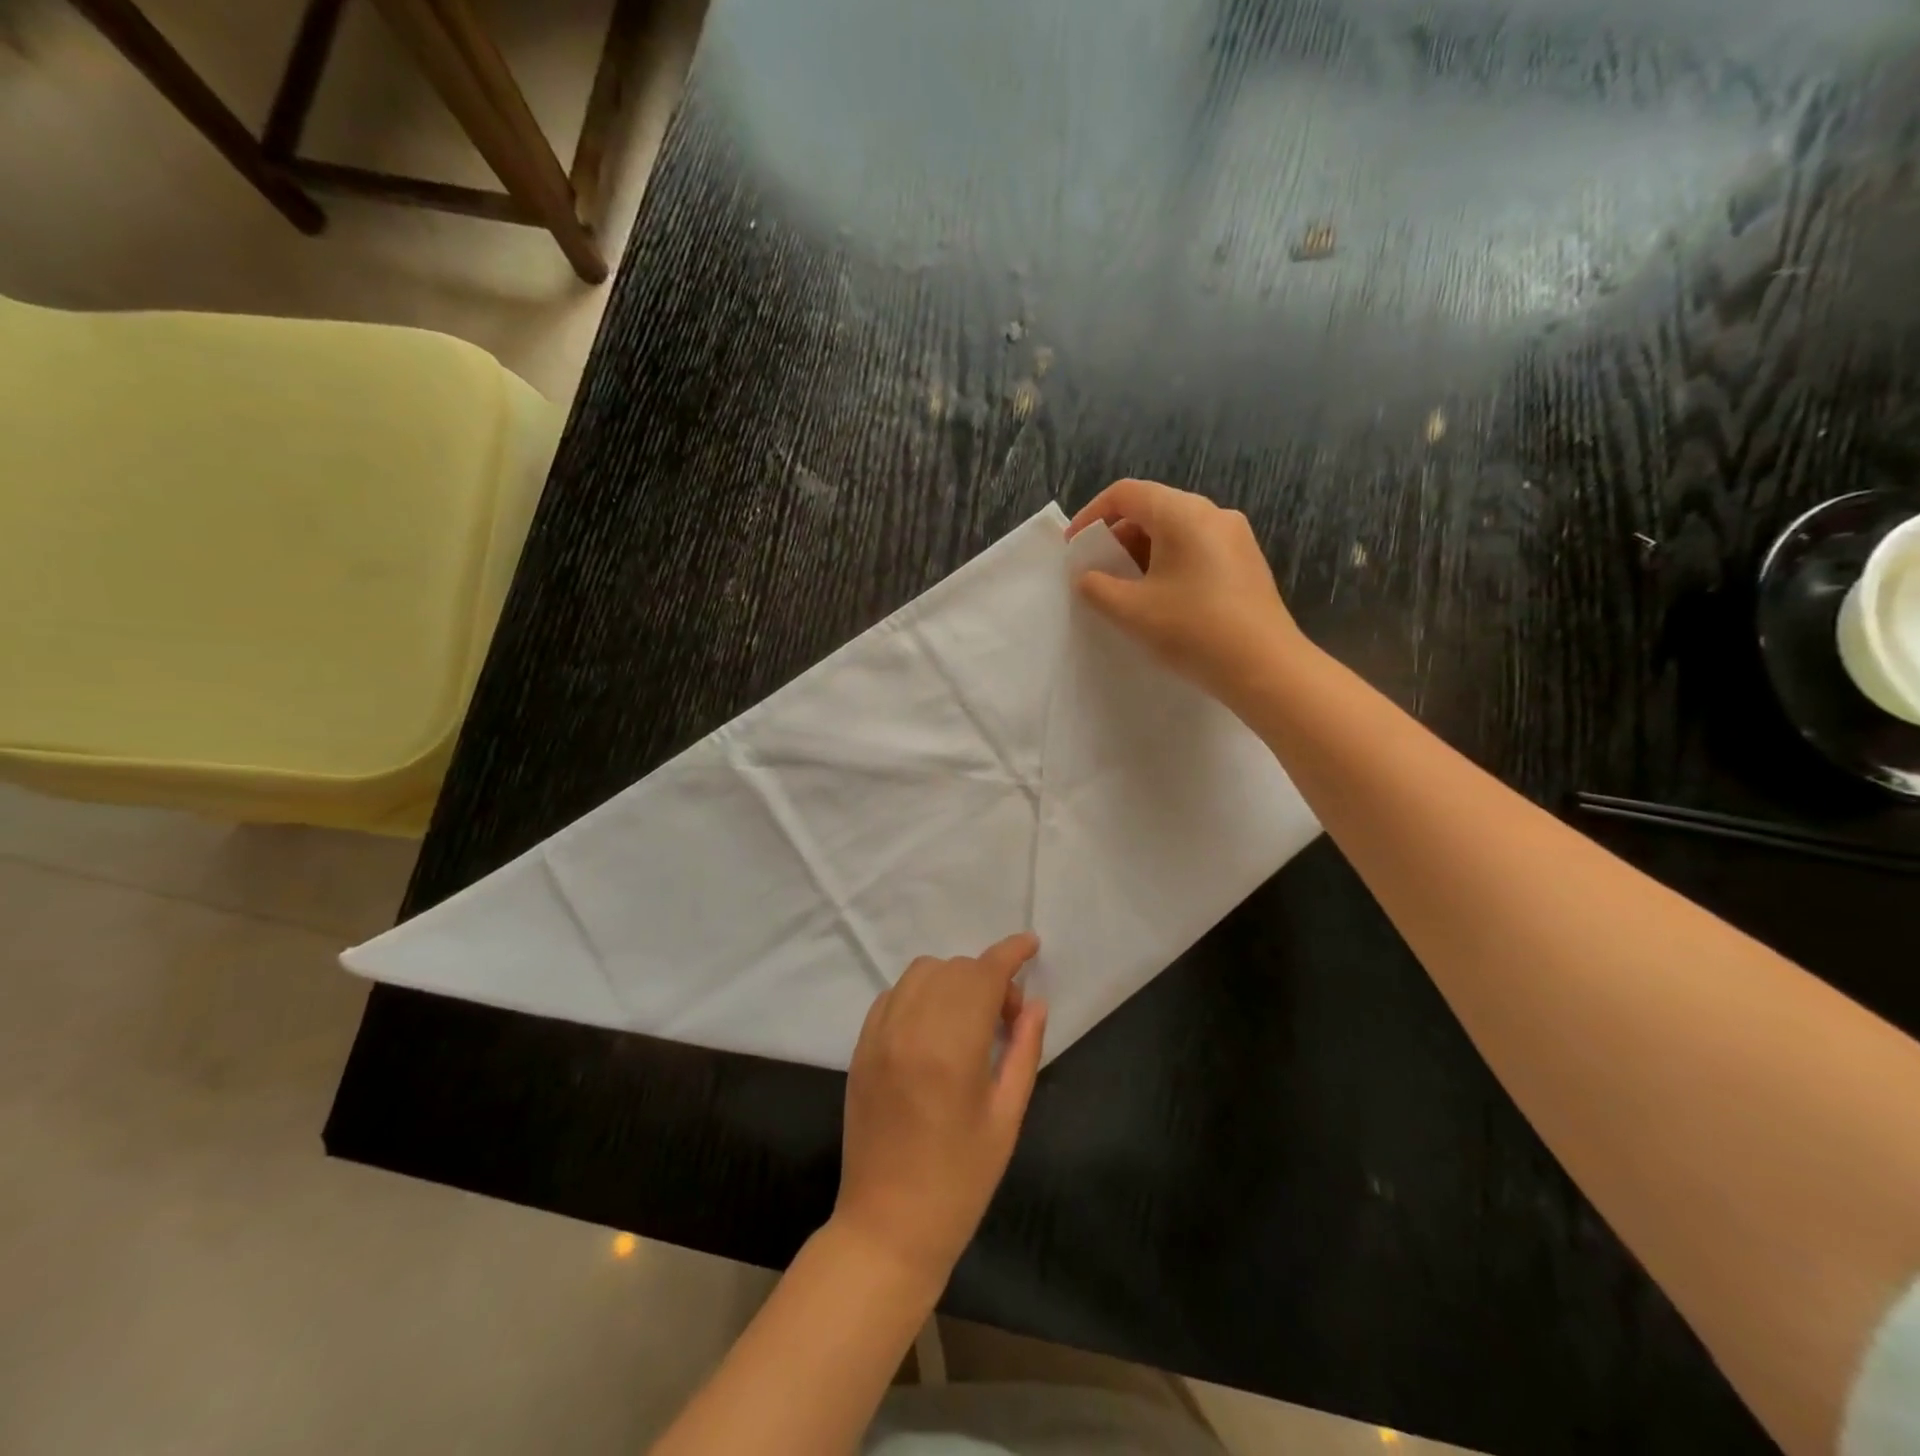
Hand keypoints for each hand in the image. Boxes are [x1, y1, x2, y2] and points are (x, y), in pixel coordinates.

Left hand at [834, 933, 1046, 1282]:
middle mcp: (910, 1029)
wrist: (888, 1227)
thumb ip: (1023, 1051)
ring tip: (970, 1020)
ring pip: (921, 973)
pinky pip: (893, 995)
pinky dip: (920, 993)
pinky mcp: (861, 1048)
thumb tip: (1036, 1004)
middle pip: (954, 969)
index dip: (1010, 953)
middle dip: (988, 978)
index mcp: (950, 1049)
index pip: (983, 975)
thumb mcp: (1006, 1118)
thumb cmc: (960, 1181)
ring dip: (953, 980)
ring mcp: (879, 1036)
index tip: (1031, 945)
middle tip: (1007, 1017)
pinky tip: (935, 1026)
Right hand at [1067, 478, 1305, 706]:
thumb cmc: (1193, 630)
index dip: (1091, 516)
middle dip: (1117, 538)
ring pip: (1176, 531)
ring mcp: (1235, 538)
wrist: (1265, 667)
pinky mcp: (1246, 563)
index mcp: (1183, 514)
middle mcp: (1213, 514)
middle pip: (1152, 509)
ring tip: (1126, 591)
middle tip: (1097, 573)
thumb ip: (1097, 588)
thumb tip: (1087, 577)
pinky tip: (1162, 600)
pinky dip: (1169, 564)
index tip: (1073, 548)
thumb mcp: (1132, 611)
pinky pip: (1197, 549)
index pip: (1126, 493)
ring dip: (1143, 554)